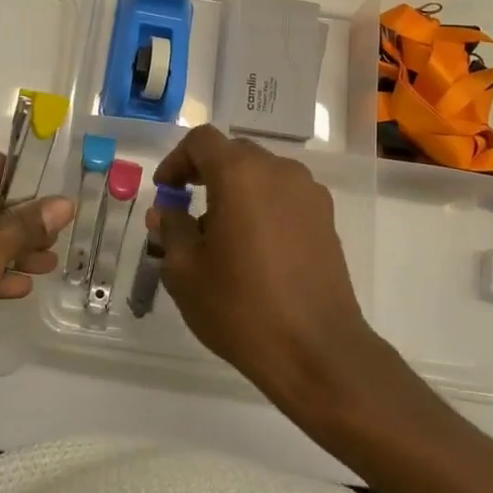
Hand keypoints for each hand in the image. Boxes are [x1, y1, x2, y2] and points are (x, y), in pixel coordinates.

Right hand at [150, 125, 382, 413]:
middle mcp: (278, 170)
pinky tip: (255, 250)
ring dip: (235, 191)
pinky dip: (262, 207)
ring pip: (261, 174)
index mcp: (240, 173)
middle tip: (186, 210)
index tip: (166, 192)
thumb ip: (171, 228)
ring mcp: (308, 192)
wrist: (318, 351)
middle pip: (233, 153)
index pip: (201, 141)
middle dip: (205, 174)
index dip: (176, 160)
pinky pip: (284, 196)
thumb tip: (166, 211)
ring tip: (221, 236)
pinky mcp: (326, 218)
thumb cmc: (241, 307)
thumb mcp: (185, 271)